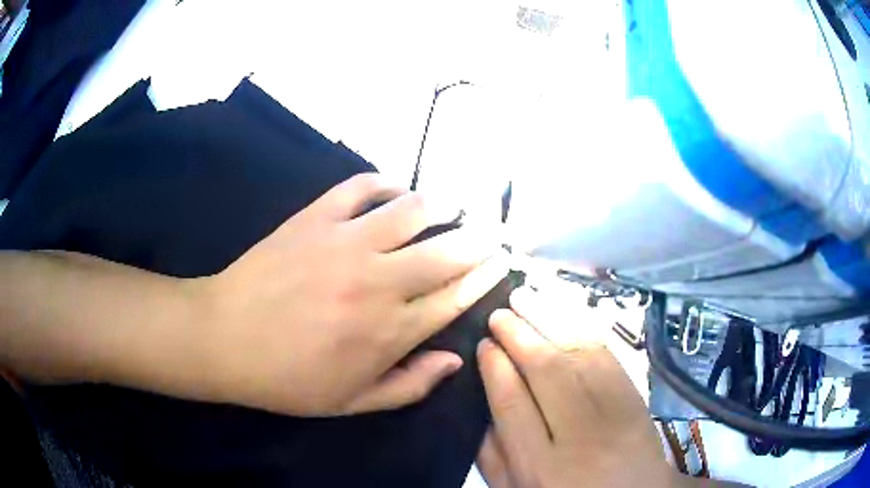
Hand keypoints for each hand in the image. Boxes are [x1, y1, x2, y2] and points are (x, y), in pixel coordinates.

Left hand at [194, 173, 506, 415]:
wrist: (225, 339)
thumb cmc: (288, 379)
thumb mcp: (352, 402)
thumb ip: (410, 385)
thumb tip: (455, 359)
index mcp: (391, 332)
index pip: (457, 296)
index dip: (486, 276)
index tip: (501, 261)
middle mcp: (379, 282)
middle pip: (449, 250)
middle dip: (479, 237)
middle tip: (491, 229)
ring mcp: (346, 243)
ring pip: (413, 210)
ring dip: (443, 203)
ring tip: (454, 202)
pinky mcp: (316, 218)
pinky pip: (361, 186)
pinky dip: (385, 182)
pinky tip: (394, 188)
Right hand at [476, 286, 674, 487]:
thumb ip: (493, 457)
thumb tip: (480, 406)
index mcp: (540, 467)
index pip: (512, 406)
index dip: (496, 369)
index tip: (484, 344)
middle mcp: (579, 436)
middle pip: (547, 373)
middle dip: (519, 335)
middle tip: (499, 313)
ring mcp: (615, 412)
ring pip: (578, 356)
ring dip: (549, 320)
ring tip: (524, 297)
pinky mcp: (638, 396)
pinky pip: (608, 355)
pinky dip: (583, 327)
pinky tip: (563, 312)